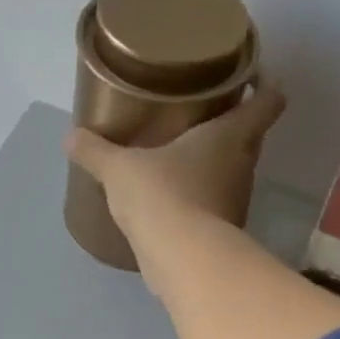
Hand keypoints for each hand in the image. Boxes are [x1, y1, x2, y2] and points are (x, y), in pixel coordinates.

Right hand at [65, 83, 287, 240]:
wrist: (181, 259)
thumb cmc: (161, 195)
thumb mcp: (120, 169)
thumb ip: (96, 151)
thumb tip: (71, 137)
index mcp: (230, 135)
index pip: (268, 101)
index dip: (264, 85)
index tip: (249, 79)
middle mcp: (243, 165)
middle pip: (250, 137)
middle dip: (231, 127)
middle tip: (199, 119)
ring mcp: (236, 202)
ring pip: (232, 174)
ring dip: (213, 168)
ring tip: (180, 162)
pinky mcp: (222, 234)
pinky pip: (214, 208)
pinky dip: (199, 203)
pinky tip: (173, 204)